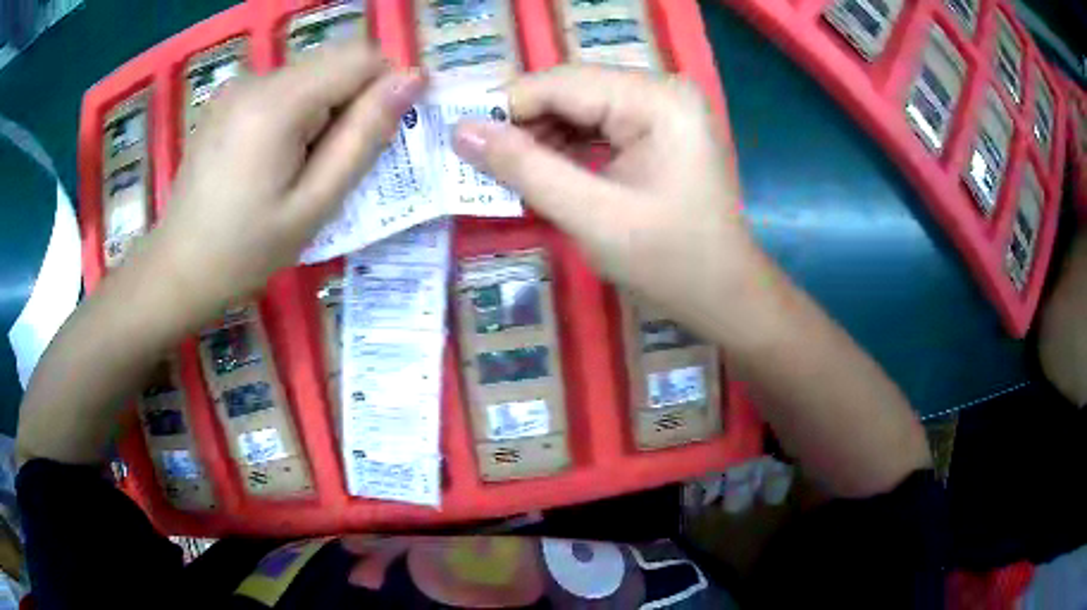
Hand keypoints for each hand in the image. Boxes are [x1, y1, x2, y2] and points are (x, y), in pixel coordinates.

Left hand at [148, 40, 425, 322]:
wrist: (177, 270)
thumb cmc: (245, 251)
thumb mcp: (315, 204)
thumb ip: (365, 136)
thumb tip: (413, 79)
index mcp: (277, 102)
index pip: (361, 57)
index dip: (382, 89)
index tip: (375, 138)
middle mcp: (256, 79)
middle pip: (334, 64)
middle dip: (349, 106)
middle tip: (330, 167)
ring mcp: (236, 87)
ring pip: (310, 78)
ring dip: (322, 114)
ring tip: (296, 170)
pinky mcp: (226, 101)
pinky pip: (282, 91)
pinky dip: (295, 116)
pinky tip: (272, 161)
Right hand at [452, 66, 767, 343]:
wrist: (725, 296)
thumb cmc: (670, 262)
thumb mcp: (592, 216)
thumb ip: (524, 168)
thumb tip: (461, 132)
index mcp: (657, 99)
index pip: (562, 83)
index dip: (504, 106)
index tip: (457, 138)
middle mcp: (661, 90)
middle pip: (570, 91)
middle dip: (521, 124)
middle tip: (476, 160)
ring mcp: (662, 109)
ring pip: (579, 108)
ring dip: (539, 138)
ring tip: (503, 171)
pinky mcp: (657, 130)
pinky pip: (597, 126)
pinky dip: (564, 148)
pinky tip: (540, 172)